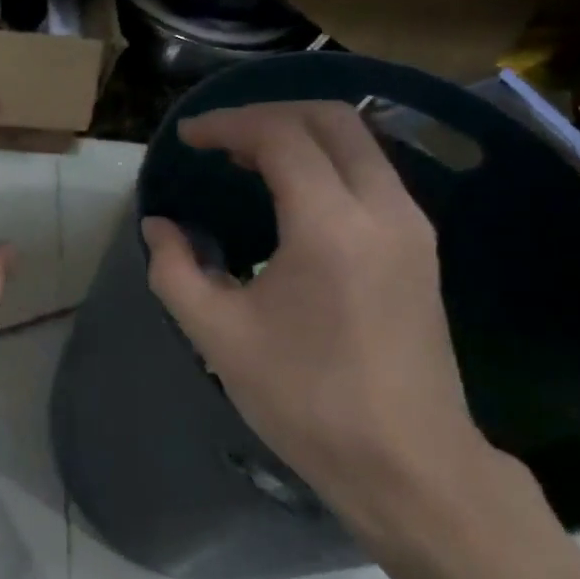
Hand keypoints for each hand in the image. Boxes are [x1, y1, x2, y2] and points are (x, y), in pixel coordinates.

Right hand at [142, 102, 524, 552]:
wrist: (407, 463)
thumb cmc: (305, 400)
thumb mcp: (217, 336)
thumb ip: (175, 270)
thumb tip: (158, 227)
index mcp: (331, 226)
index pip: (280, 137)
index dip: (228, 126)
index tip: (187, 139)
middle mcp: (384, 209)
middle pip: (332, 120)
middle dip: (269, 115)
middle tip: (218, 140)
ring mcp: (412, 227)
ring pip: (359, 143)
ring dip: (301, 137)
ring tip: (246, 161)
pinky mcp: (421, 250)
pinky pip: (372, 175)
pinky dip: (326, 163)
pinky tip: (290, 196)